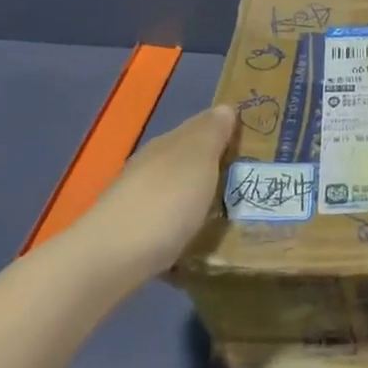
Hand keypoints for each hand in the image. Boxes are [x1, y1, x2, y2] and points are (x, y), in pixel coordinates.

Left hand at [74, 105, 234, 284]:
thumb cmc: (164, 202)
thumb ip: (212, 133)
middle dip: (216, 165)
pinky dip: (185, 227)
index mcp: (168, 143)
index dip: (226, 130)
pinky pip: (169, 223)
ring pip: (178, 191)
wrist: (110, 261)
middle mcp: (150, 166)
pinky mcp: (133, 235)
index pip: (201, 125)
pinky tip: (200, 243)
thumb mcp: (198, 160)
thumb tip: (225, 107)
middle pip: (189, 159)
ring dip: (200, 197)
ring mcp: (138, 201)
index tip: (257, 143)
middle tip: (252, 179)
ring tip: (232, 214)